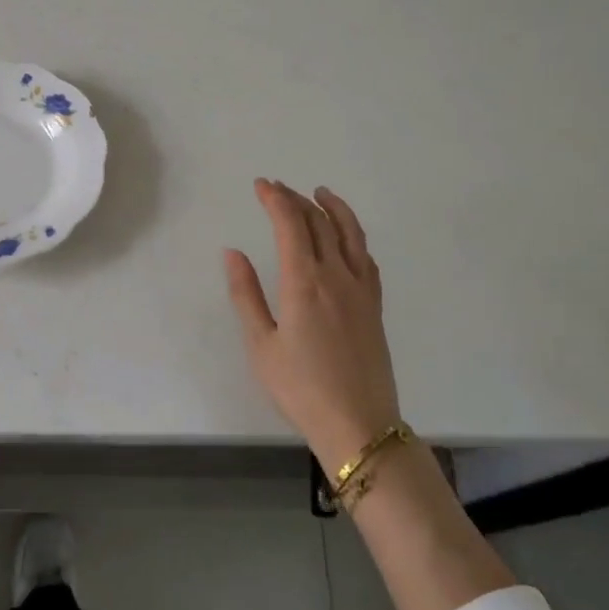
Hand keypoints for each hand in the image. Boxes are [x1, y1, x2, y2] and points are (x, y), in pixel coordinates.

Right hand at [224, 180, 400, 471]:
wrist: (359, 425)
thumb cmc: (300, 388)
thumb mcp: (261, 345)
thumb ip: (246, 294)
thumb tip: (233, 252)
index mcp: (304, 282)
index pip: (290, 224)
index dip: (276, 199)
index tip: (261, 185)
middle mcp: (336, 275)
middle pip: (319, 223)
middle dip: (296, 200)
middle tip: (278, 188)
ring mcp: (361, 289)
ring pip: (350, 234)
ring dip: (333, 208)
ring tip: (320, 193)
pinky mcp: (374, 306)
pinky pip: (367, 258)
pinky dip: (354, 237)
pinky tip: (347, 239)